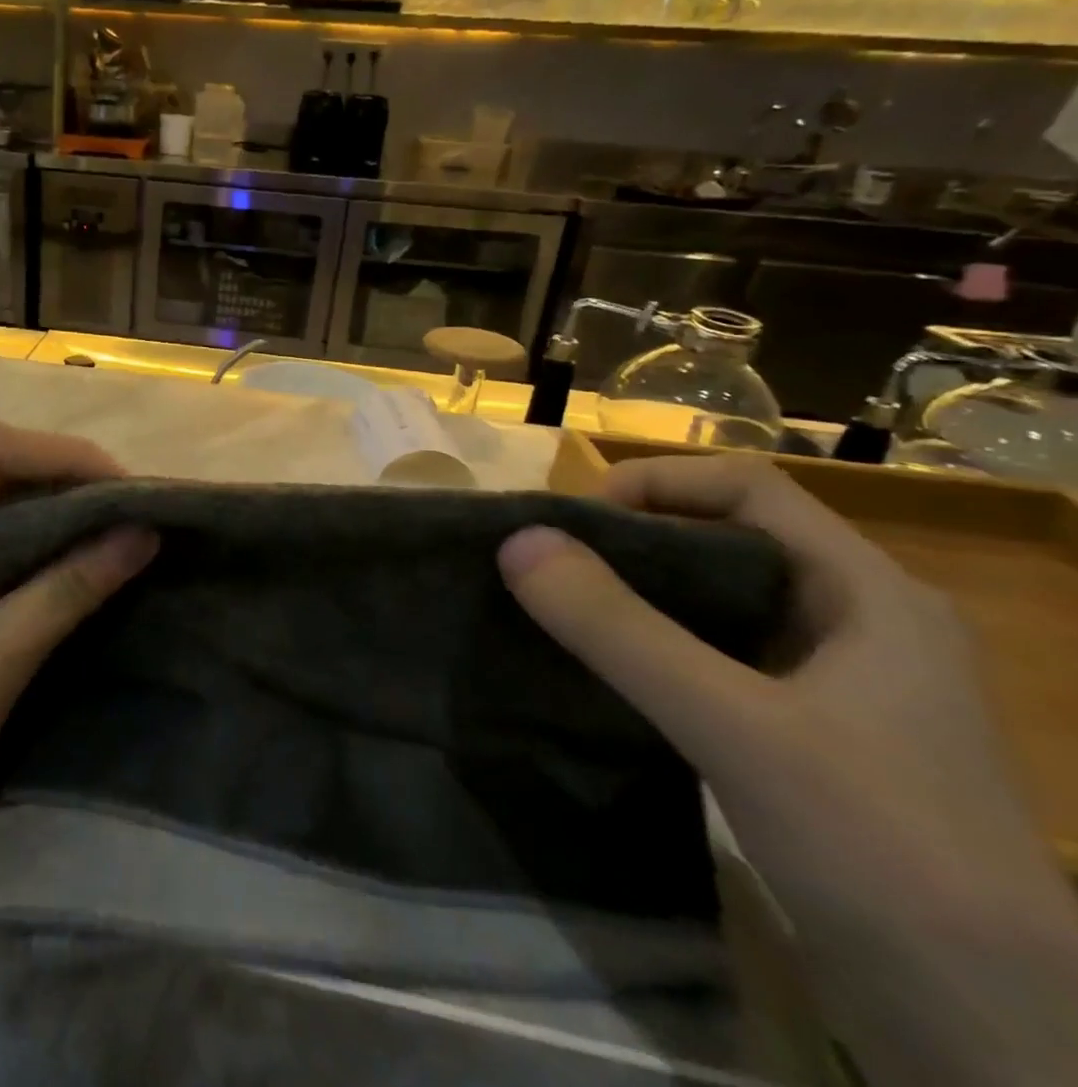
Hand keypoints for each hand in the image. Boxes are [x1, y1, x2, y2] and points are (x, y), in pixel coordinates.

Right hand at [497, 456, 1077, 1086]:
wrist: (995, 1034)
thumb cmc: (879, 847)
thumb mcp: (732, 725)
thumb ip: (619, 629)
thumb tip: (518, 541)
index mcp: (869, 592)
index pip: (750, 486)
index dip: (657, 481)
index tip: (575, 517)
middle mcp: (859, 621)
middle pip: (730, 537)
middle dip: (635, 537)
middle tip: (553, 561)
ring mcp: (839, 682)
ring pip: (720, 599)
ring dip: (639, 591)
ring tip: (562, 606)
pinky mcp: (812, 734)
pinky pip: (717, 655)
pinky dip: (655, 644)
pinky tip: (606, 668)